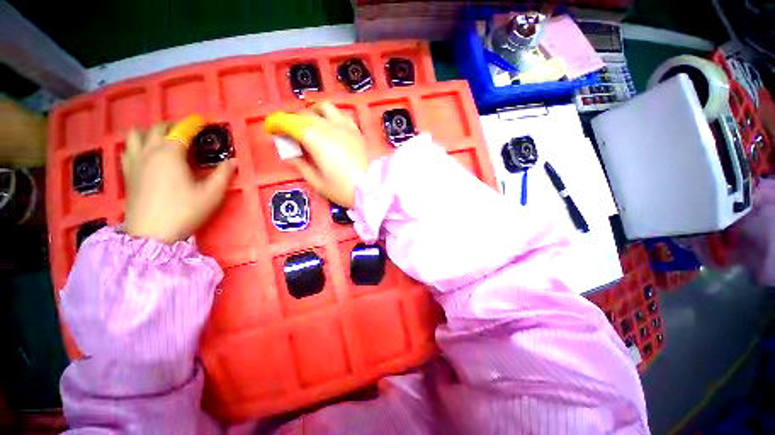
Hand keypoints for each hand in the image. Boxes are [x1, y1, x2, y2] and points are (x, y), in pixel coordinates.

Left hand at [123, 121, 235, 243]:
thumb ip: (224, 174)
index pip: (182, 130)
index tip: (202, 122)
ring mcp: (134, 162)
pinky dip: (137, 144)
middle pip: (157, 128)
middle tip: (186, 132)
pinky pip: (128, 149)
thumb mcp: (212, 194)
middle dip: (172, 125)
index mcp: (170, 153)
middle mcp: (149, 151)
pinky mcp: (127, 173)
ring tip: (163, 139)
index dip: (193, 124)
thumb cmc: (184, 211)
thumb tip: (233, 161)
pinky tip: (146, 153)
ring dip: (150, 132)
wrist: (151, 234)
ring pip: (136, 134)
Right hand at [268, 102, 368, 207]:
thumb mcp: (317, 182)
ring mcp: (346, 126)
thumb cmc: (343, 188)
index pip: (289, 122)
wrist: (373, 189)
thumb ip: (301, 165)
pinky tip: (331, 128)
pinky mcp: (357, 130)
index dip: (276, 124)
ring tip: (310, 127)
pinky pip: (341, 114)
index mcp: (314, 138)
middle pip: (305, 114)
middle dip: (292, 121)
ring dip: (312, 113)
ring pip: (324, 108)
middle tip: (290, 135)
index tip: (271, 130)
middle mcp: (329, 126)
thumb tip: (291, 154)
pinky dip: (331, 116)